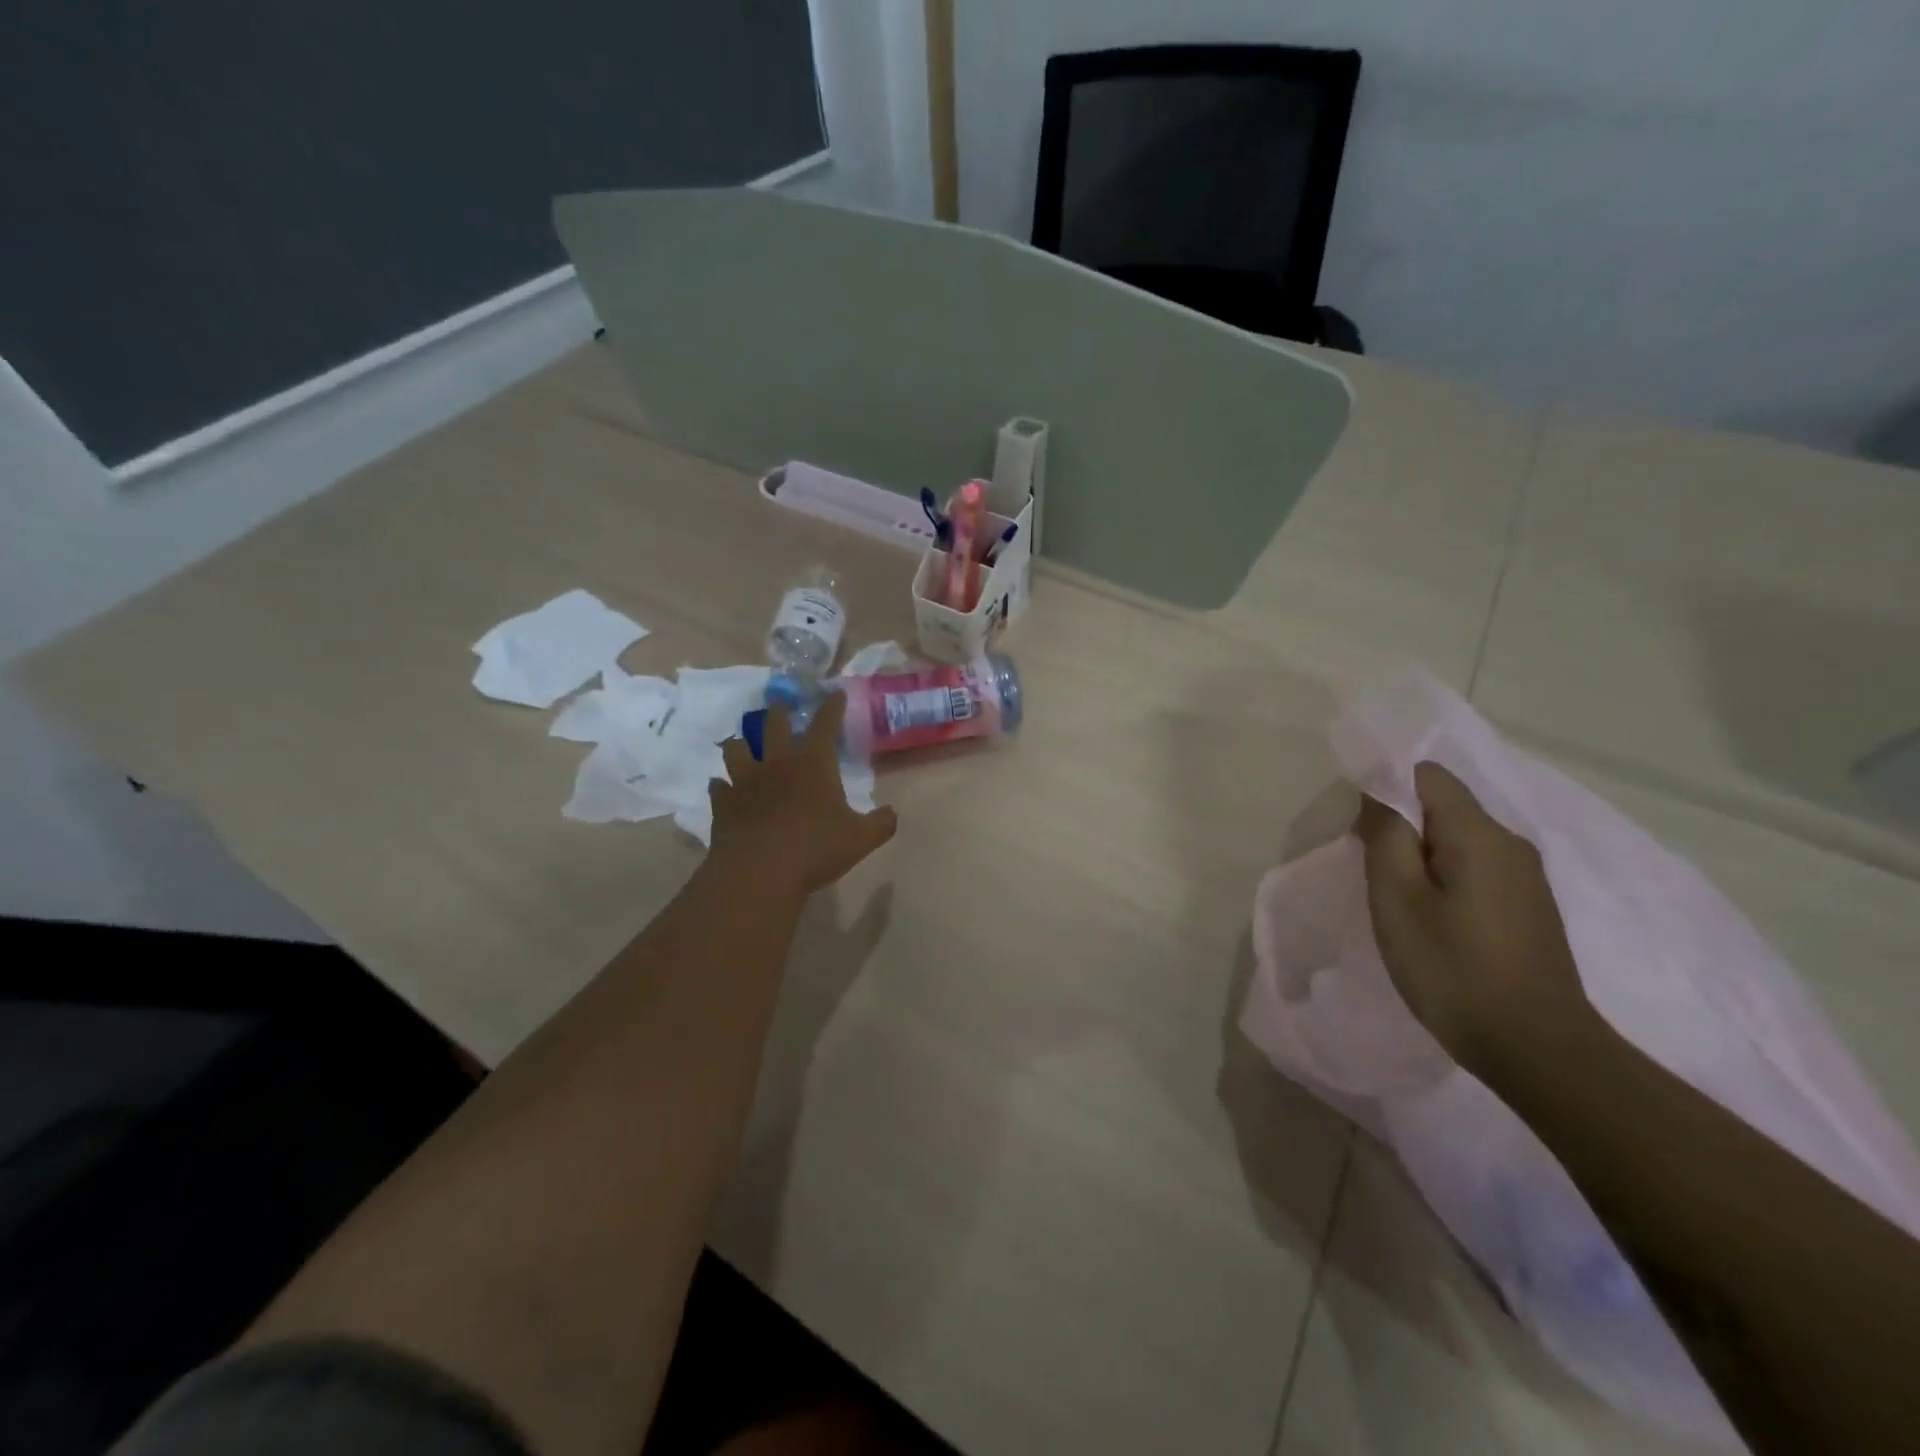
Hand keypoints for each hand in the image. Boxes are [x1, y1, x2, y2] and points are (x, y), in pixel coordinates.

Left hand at [712, 692, 896, 898]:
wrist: (758, 873)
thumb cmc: (814, 850)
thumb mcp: (860, 839)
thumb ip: (881, 823)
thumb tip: (892, 813)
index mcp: (813, 764)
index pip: (825, 724)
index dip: (832, 706)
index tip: (835, 693)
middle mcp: (777, 763)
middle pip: (774, 724)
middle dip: (780, 710)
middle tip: (781, 705)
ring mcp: (745, 781)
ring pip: (737, 748)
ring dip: (742, 743)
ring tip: (744, 744)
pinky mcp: (723, 803)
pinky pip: (719, 785)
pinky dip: (723, 785)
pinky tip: (725, 788)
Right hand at [1355, 762, 1599, 1088]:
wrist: (1538, 1049)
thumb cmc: (1453, 969)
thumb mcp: (1398, 898)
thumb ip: (1385, 835)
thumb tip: (1378, 795)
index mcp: (1478, 833)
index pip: (1427, 774)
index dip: (1386, 785)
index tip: (1359, 827)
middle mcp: (1510, 843)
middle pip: (1443, 806)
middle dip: (1401, 825)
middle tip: (1370, 870)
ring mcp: (1526, 877)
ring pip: (1458, 840)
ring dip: (1421, 856)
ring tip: (1396, 900)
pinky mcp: (1529, 908)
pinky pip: (1476, 869)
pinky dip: (1445, 879)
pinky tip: (1432, 920)